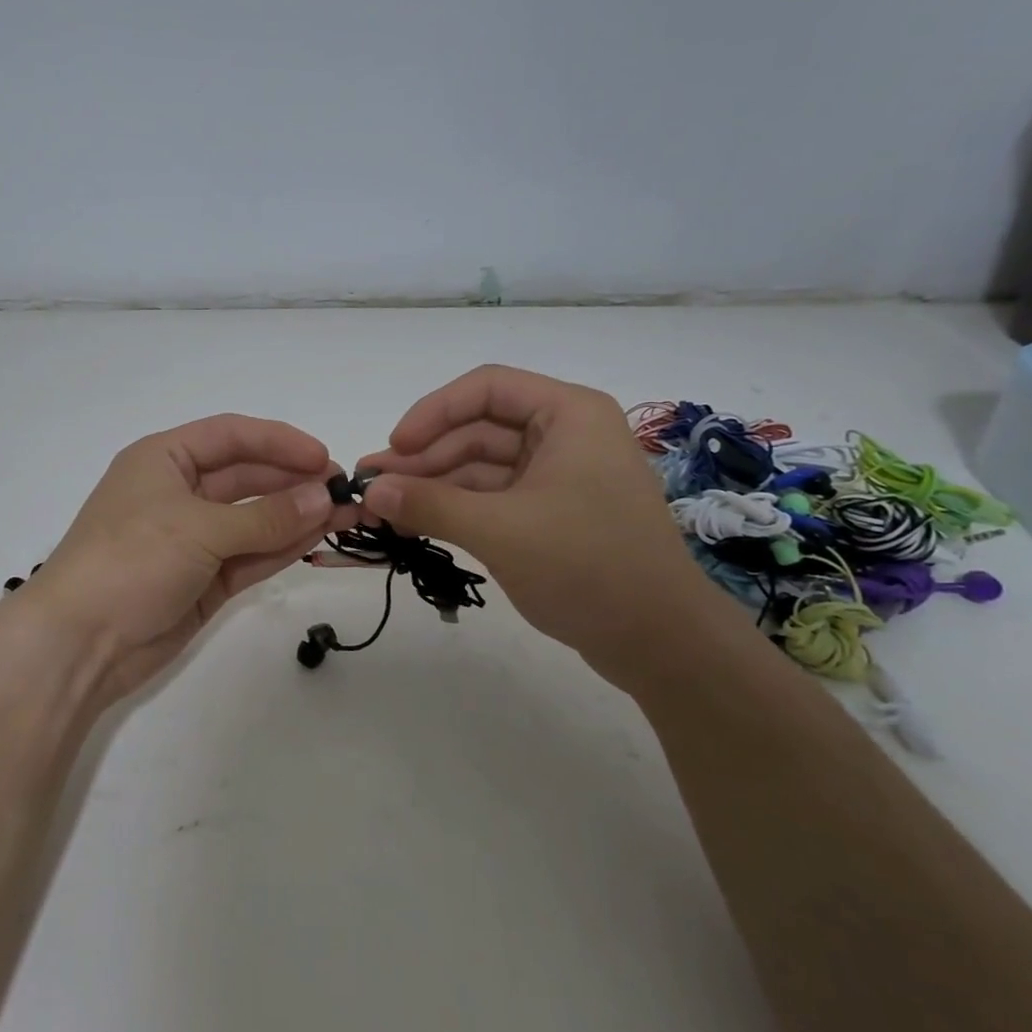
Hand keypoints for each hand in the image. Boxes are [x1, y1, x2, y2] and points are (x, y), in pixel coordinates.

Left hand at [16, 414, 357, 705]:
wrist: (80, 643)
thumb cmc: (130, 560)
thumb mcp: (199, 528)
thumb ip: (265, 516)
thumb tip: (324, 496)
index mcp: (164, 459)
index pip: (231, 436)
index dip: (278, 442)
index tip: (323, 457)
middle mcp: (179, 493)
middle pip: (246, 477)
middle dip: (293, 481)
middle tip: (344, 491)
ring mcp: (192, 539)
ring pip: (253, 519)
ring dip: (295, 516)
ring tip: (345, 515)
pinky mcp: (203, 580)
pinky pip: (249, 556)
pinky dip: (281, 548)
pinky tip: (317, 539)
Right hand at [358, 366, 718, 683]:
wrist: (660, 643)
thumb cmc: (588, 567)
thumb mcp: (501, 531)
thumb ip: (431, 505)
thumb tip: (371, 491)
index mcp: (568, 415)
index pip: (486, 388)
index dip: (433, 412)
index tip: (395, 447)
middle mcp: (564, 435)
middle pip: (479, 428)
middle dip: (425, 457)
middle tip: (374, 486)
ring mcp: (558, 477)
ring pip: (481, 466)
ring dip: (434, 485)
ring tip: (384, 508)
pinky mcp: (551, 514)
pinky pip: (493, 497)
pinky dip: (456, 508)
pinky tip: (418, 522)